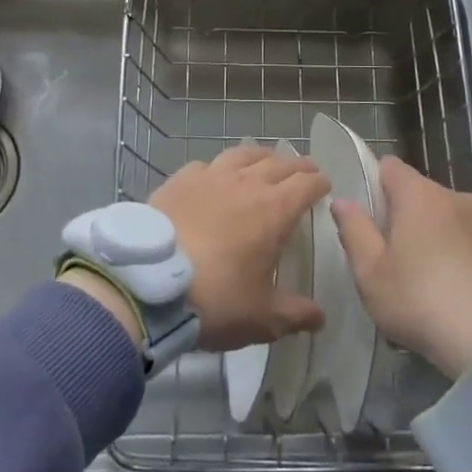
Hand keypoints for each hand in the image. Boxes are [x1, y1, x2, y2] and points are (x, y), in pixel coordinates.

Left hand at [151, 145, 328, 350]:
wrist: (146, 284)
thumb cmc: (214, 299)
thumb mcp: (261, 318)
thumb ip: (294, 314)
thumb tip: (319, 317)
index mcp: (274, 210)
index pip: (306, 184)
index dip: (319, 183)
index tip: (324, 186)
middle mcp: (245, 184)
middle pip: (278, 163)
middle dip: (296, 166)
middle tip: (304, 171)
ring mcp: (209, 177)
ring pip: (242, 154)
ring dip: (260, 156)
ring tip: (265, 161)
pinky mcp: (178, 180)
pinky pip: (206, 165)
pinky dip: (218, 168)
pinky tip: (214, 177)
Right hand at [332, 155, 471, 379]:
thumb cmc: (423, 302)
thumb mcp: (371, 274)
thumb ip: (354, 232)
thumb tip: (343, 202)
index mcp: (419, 195)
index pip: (390, 167)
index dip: (375, 185)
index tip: (368, 218)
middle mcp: (456, 195)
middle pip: (420, 194)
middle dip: (405, 217)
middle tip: (393, 259)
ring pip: (449, 217)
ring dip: (436, 236)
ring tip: (430, 281)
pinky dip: (462, 255)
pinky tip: (459, 290)